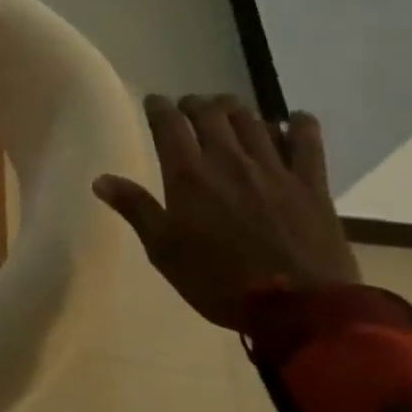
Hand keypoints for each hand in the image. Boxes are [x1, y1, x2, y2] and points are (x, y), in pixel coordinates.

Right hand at [93, 94, 358, 328]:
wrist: (297, 309)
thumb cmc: (219, 282)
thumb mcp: (164, 251)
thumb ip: (135, 209)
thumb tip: (100, 179)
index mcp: (189, 175)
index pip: (168, 123)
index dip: (159, 106)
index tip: (153, 102)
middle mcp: (229, 159)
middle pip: (210, 112)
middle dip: (195, 103)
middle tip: (188, 109)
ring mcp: (273, 168)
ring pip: (252, 119)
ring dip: (235, 109)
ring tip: (227, 113)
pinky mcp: (310, 183)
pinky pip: (306, 140)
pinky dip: (298, 124)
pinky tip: (291, 121)